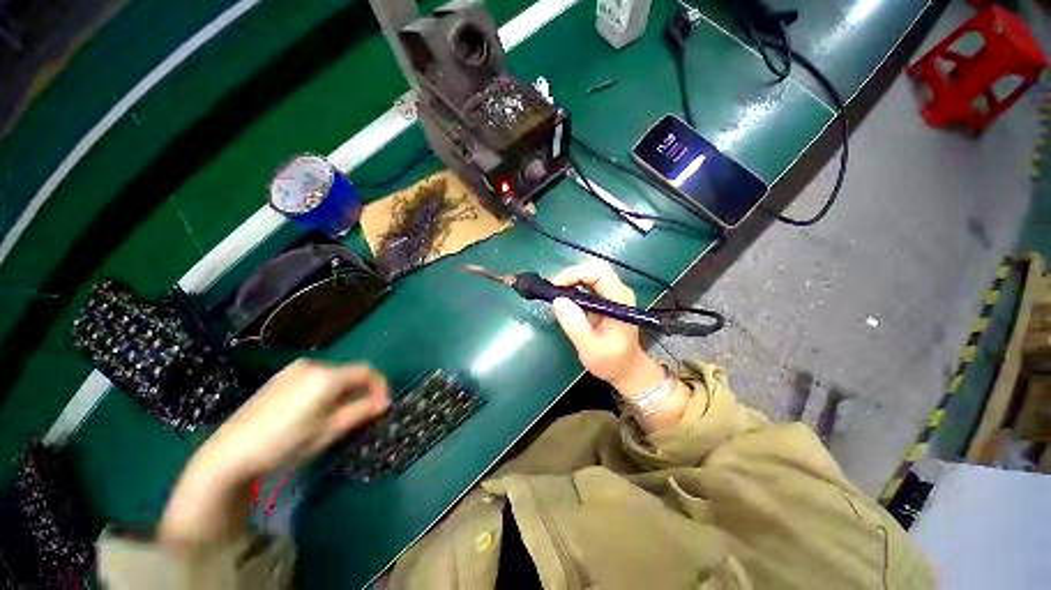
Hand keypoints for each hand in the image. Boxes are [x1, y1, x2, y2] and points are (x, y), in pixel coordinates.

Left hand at [200, 361, 389, 481]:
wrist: (230, 453)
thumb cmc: (284, 444)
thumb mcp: (328, 431)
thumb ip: (361, 411)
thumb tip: (385, 402)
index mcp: (327, 376)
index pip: (368, 372)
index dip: (380, 386)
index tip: (381, 406)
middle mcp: (314, 365)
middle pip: (351, 372)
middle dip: (361, 391)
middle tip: (360, 414)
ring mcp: (295, 369)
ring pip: (334, 375)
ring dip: (344, 391)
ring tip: (336, 415)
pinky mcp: (281, 376)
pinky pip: (316, 377)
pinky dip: (326, 389)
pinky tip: (313, 410)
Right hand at [550, 261, 665, 399]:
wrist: (628, 370)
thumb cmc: (611, 362)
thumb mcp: (590, 348)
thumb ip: (575, 325)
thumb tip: (558, 301)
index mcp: (619, 300)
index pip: (598, 272)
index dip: (574, 274)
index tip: (555, 288)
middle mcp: (619, 291)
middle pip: (595, 267)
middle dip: (571, 274)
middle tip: (554, 289)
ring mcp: (614, 293)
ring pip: (591, 272)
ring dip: (571, 278)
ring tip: (556, 292)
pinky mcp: (607, 297)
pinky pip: (590, 282)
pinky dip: (574, 284)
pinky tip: (564, 296)